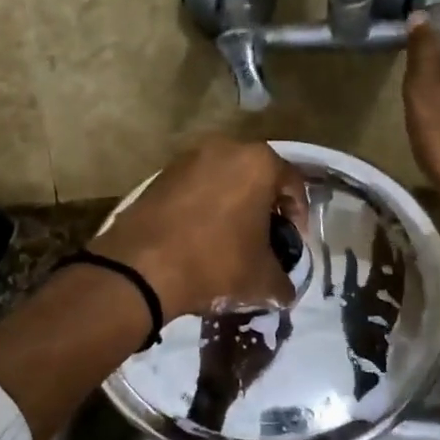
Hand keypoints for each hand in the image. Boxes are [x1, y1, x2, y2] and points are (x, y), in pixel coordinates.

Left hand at [89, 137, 307, 318]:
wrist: (141, 267)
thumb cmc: (215, 263)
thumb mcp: (261, 280)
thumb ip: (283, 282)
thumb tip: (284, 291)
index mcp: (258, 163)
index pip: (293, 184)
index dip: (298, 216)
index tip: (293, 242)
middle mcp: (225, 148)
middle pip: (256, 177)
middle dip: (264, 207)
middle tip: (264, 239)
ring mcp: (188, 158)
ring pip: (223, 180)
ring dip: (232, 205)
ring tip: (230, 240)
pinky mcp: (160, 175)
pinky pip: (194, 188)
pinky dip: (203, 207)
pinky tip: (199, 237)